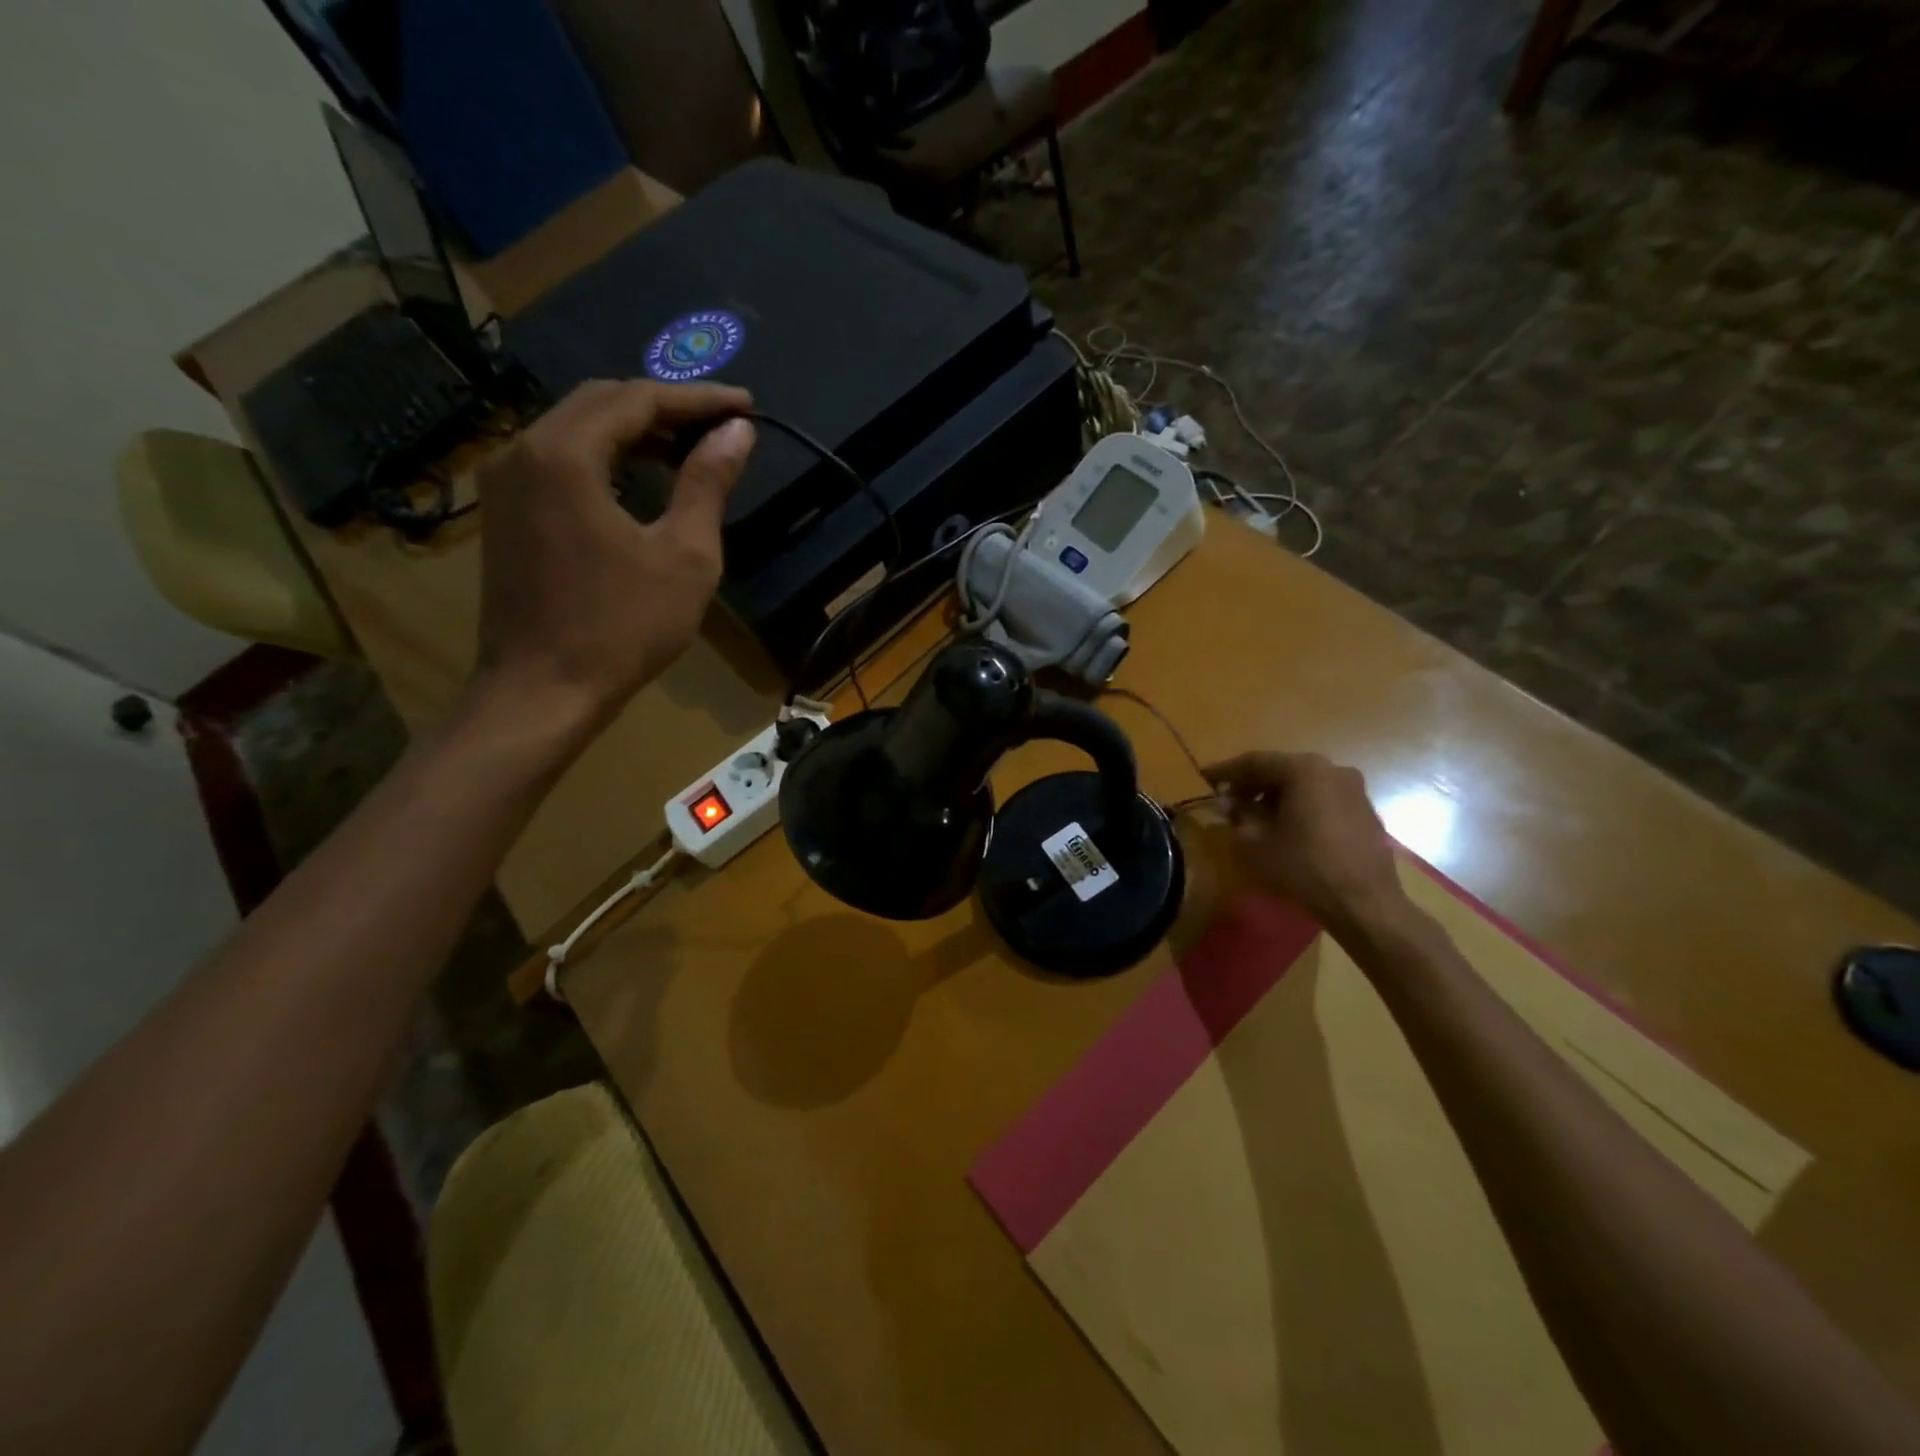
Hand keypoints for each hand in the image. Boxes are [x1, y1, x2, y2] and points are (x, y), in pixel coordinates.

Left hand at [472, 379, 754, 729]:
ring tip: (688, 451)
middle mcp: (522, 450)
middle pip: (601, 403)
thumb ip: (707, 483)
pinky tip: (639, 479)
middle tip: (720, 426)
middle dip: (665, 408)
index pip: (638, 399)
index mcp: (566, 454)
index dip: (698, 400)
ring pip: (576, 429)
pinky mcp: (504, 510)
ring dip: (634, 432)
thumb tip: (737, 432)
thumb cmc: (623, 627)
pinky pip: (558, 460)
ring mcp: (505, 480)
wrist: (544, 690)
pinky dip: (604, 457)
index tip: (745, 406)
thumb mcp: (684, 555)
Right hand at [1203, 751, 1409, 930]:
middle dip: (1252, 783)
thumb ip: (1238, 816)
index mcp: (1304, 770)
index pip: (1256, 761)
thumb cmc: (1304, 868)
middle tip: (1228, 800)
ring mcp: (1353, 789)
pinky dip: (1300, 805)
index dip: (1226, 771)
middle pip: (1282, 769)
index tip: (1205, 777)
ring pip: (1304, 783)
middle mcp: (1332, 770)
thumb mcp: (1257, 844)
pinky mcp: (1365, 811)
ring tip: (1255, 817)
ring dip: (1276, 795)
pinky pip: (1323, 798)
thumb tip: (1227, 803)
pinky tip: (1287, 827)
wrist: (1365, 904)